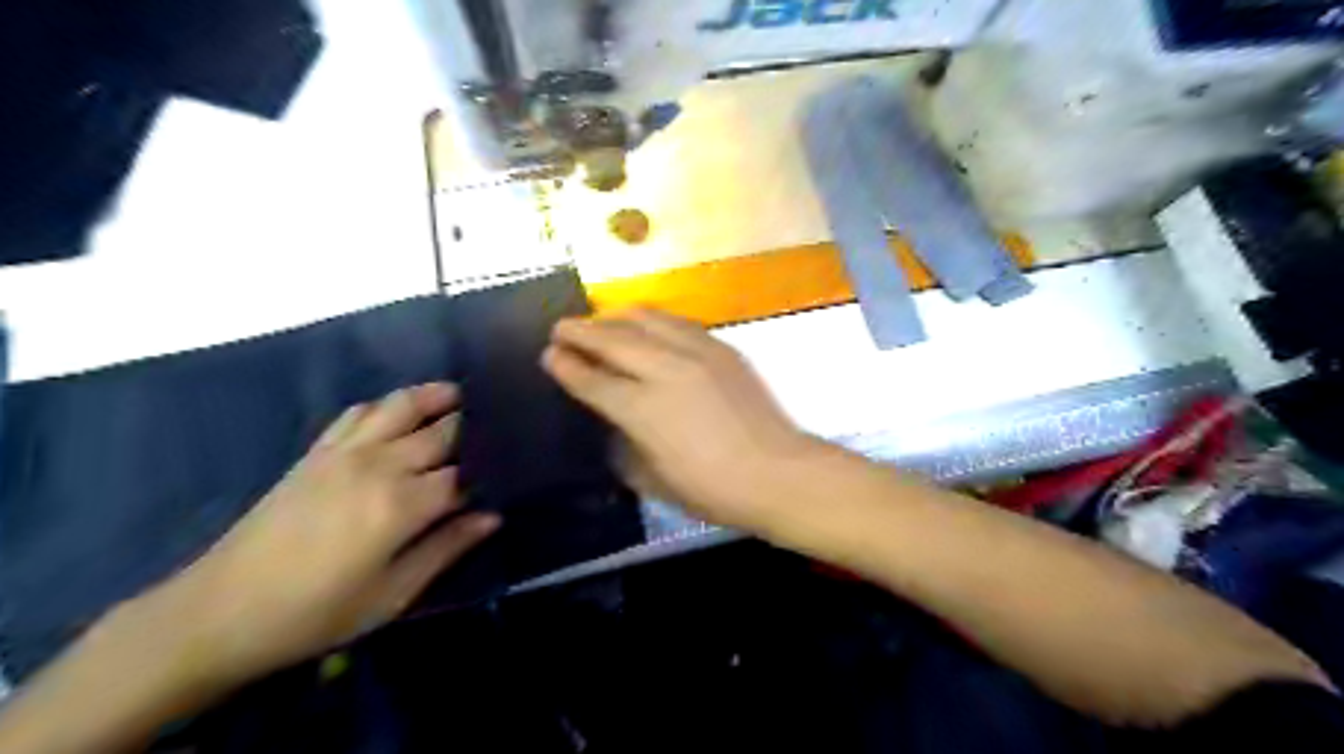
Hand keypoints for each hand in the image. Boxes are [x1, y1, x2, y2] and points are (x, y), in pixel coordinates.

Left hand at [121, 385, 494, 697]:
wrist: (220, 611)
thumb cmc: (316, 613)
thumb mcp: (392, 594)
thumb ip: (446, 548)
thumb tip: (492, 517)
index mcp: (402, 505)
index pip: (462, 476)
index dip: (487, 474)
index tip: (506, 473)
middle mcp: (379, 466)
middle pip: (440, 432)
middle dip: (470, 427)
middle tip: (495, 425)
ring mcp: (344, 452)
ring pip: (401, 407)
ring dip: (434, 397)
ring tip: (458, 394)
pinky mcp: (317, 452)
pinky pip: (358, 413)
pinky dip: (385, 404)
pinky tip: (398, 412)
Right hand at [538, 305, 811, 528]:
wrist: (778, 473)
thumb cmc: (713, 490)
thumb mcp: (654, 479)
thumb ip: (626, 444)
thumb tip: (615, 419)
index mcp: (643, 410)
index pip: (593, 379)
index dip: (567, 366)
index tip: (549, 353)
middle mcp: (665, 371)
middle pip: (612, 339)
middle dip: (580, 331)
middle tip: (561, 328)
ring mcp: (696, 353)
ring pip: (645, 319)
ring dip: (614, 317)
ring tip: (598, 320)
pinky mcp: (721, 348)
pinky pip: (677, 322)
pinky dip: (652, 320)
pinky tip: (645, 326)